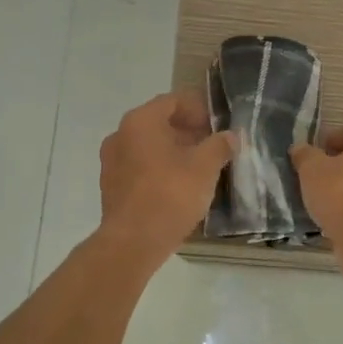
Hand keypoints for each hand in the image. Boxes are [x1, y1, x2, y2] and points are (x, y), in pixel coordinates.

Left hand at [98, 92, 236, 263]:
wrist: (133, 243)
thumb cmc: (170, 195)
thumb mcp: (205, 167)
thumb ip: (220, 146)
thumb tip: (231, 136)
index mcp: (140, 121)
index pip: (173, 101)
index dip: (199, 109)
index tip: (218, 125)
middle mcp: (120, 135)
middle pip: (159, 123)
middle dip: (188, 131)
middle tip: (213, 146)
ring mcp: (111, 161)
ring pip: (149, 146)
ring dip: (175, 151)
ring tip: (200, 167)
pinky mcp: (111, 186)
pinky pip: (140, 167)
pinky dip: (160, 168)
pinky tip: (180, 186)